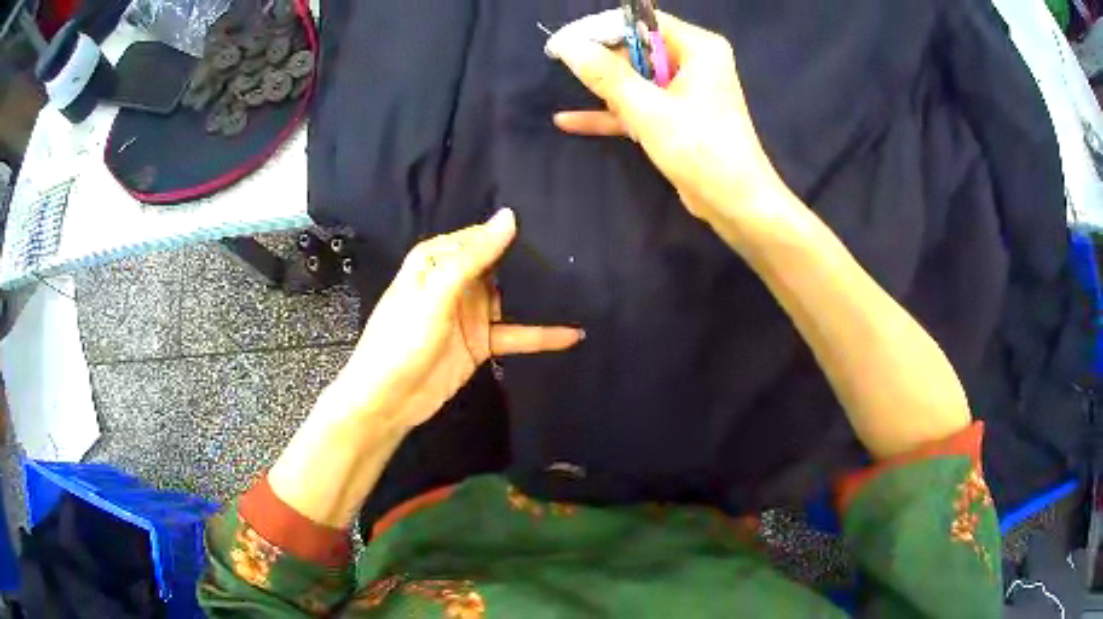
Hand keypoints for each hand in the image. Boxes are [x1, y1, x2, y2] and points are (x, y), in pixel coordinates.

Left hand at [332, 209, 583, 430]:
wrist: (387, 400)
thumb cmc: (402, 340)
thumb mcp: (436, 294)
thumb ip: (472, 258)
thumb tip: (509, 217)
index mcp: (436, 260)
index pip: (480, 236)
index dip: (511, 231)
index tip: (553, 221)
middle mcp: (455, 281)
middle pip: (499, 265)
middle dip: (532, 260)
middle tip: (577, 252)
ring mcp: (471, 313)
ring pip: (511, 297)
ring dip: (539, 296)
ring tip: (583, 285)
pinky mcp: (481, 342)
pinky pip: (516, 333)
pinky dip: (542, 335)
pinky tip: (572, 333)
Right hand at [546, 11, 784, 223]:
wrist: (735, 204)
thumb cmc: (701, 150)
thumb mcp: (648, 109)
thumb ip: (606, 75)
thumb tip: (568, 46)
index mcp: (698, 48)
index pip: (641, 22)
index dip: (600, 29)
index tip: (563, 43)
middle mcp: (694, 62)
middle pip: (636, 49)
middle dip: (604, 64)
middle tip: (568, 71)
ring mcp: (685, 91)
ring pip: (635, 79)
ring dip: (606, 91)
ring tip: (567, 94)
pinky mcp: (677, 117)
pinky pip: (639, 105)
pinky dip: (611, 113)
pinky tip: (569, 121)